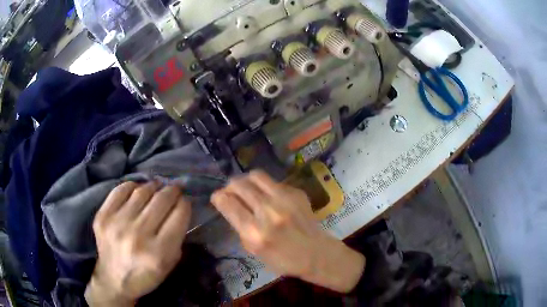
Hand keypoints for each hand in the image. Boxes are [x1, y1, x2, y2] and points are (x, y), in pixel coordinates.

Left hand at [85, 182, 191, 306]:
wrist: (113, 280)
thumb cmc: (146, 275)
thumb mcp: (170, 263)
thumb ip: (177, 236)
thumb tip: (179, 207)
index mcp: (159, 253)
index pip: (179, 214)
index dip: (185, 203)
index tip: (185, 201)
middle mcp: (137, 236)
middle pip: (161, 199)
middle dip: (172, 191)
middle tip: (175, 188)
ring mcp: (116, 224)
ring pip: (142, 191)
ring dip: (154, 186)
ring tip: (157, 188)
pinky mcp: (102, 216)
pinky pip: (120, 190)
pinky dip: (132, 186)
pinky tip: (137, 191)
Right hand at [211, 171, 364, 292]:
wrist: (316, 253)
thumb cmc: (283, 259)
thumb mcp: (254, 251)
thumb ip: (241, 228)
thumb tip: (231, 207)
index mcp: (254, 232)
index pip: (227, 203)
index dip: (218, 197)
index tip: (218, 198)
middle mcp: (267, 212)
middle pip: (239, 184)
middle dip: (230, 186)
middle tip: (231, 192)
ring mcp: (284, 199)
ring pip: (256, 175)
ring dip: (246, 181)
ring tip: (247, 189)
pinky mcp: (297, 193)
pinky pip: (274, 182)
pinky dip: (266, 187)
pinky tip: (270, 197)